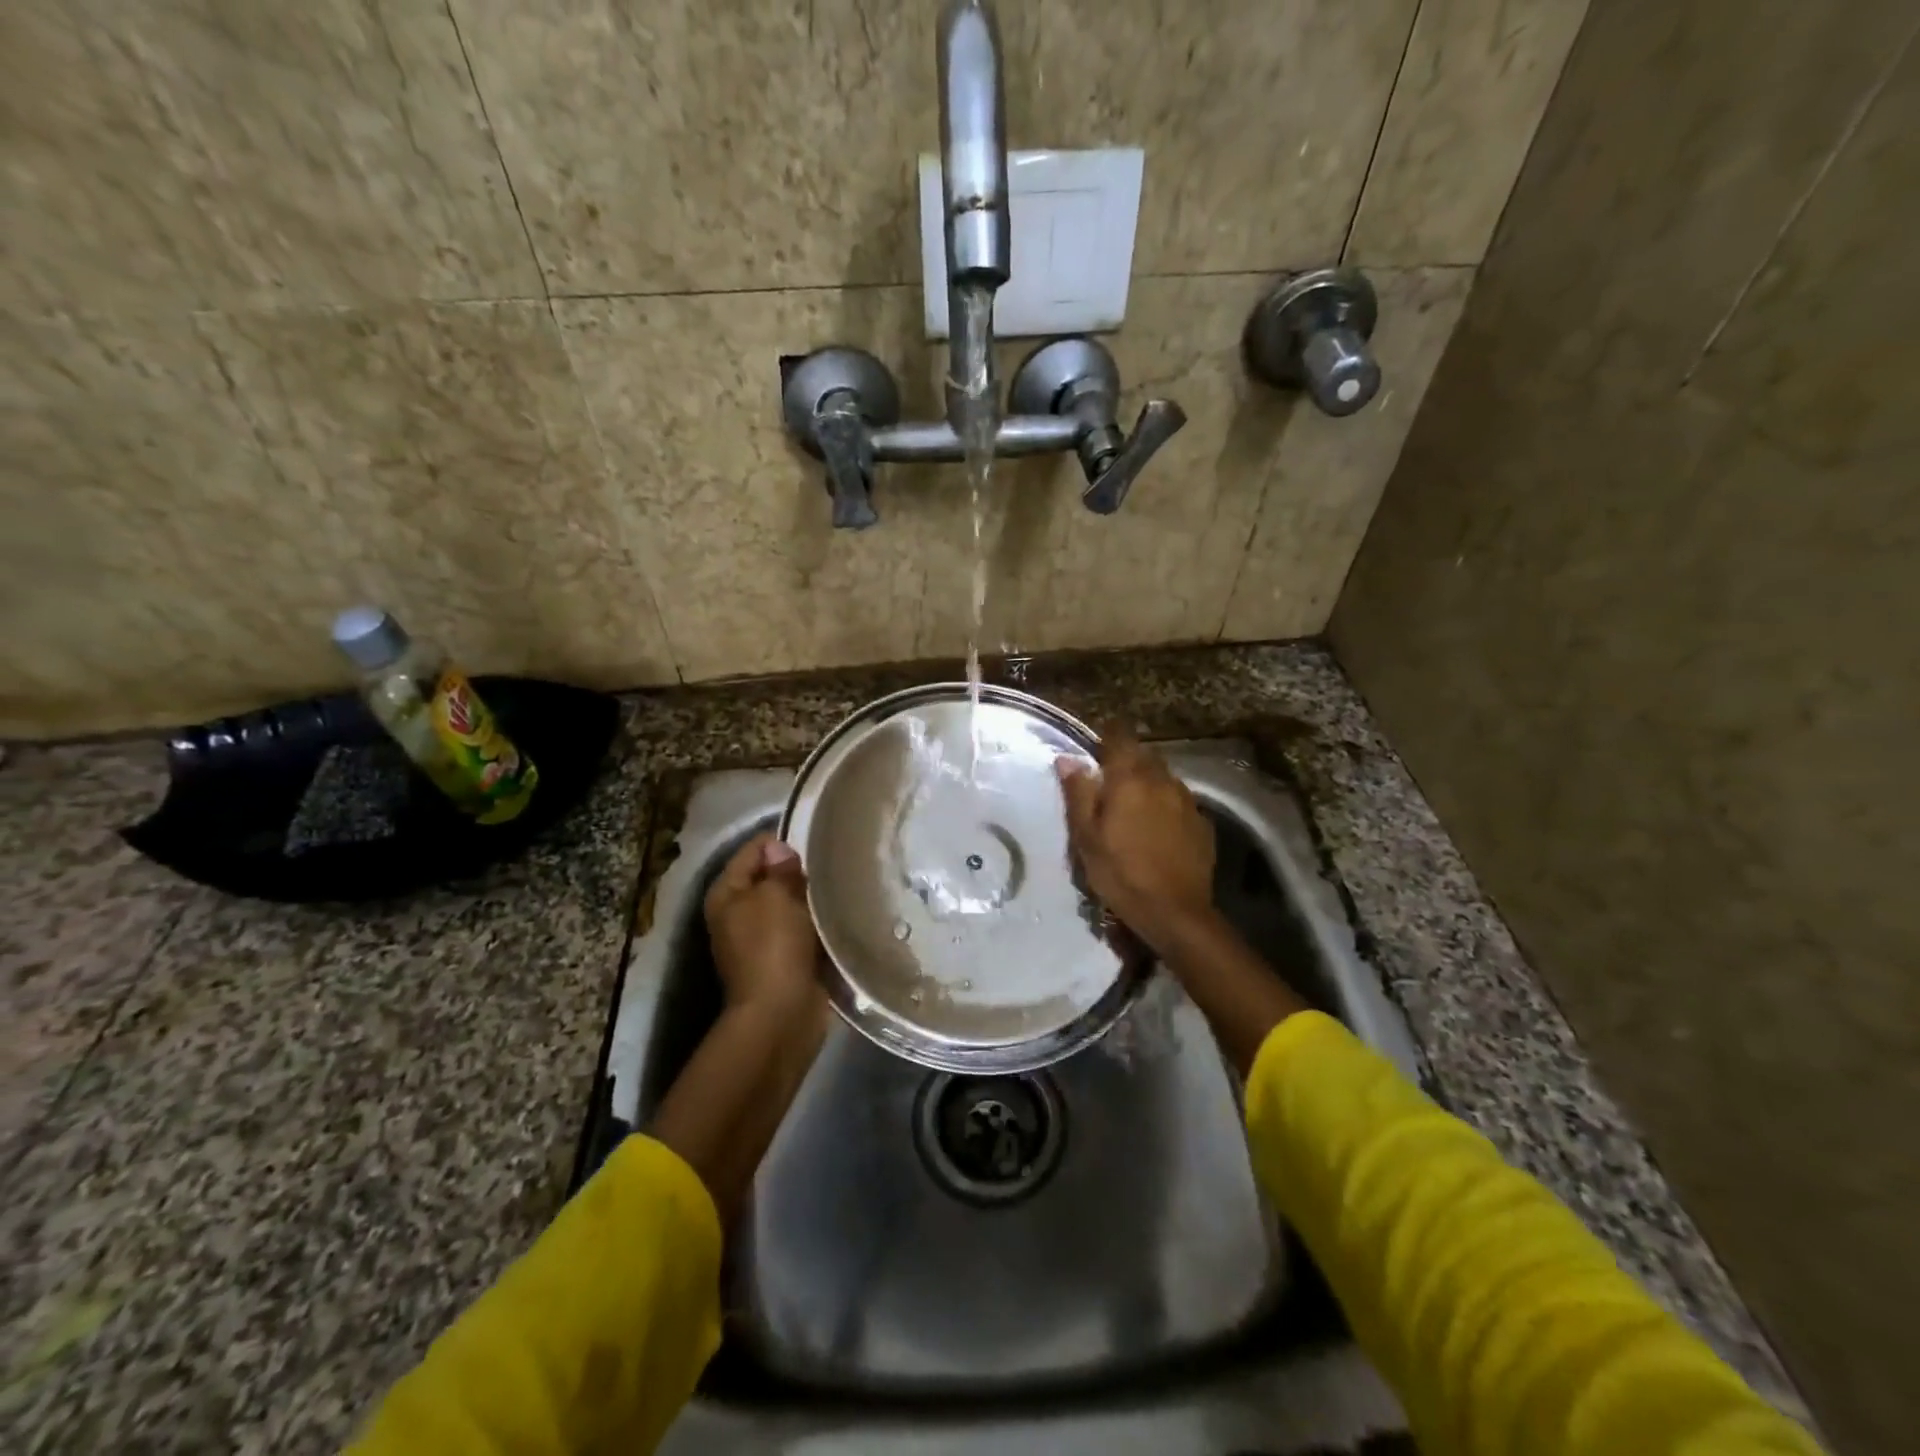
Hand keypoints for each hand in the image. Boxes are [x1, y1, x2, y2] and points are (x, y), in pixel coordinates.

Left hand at [704, 832, 824, 1013]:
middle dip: (800, 870)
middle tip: (833, 864)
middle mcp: (739, 913)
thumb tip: (781, 850)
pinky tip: (840, 913)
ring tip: (841, 885)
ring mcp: (762, 938)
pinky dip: (819, 922)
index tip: (816, 842)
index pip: (754, 849)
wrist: (781, 1014)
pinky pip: (805, 928)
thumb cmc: (773, 947)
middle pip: (772, 876)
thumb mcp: (775, 897)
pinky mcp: (786, 958)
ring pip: (792, 903)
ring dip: (813, 897)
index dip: (782, 842)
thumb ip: (780, 869)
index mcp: (726, 894)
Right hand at [1057, 732, 1216, 950]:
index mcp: (1130, 778)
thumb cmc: (1120, 873)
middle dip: (1126, 762)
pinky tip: (1156, 831)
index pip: (1120, 737)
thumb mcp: (1086, 836)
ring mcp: (1187, 801)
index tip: (1094, 750)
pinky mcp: (1202, 823)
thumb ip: (1078, 793)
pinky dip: (1165, 806)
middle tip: (1108, 785)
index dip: (1106, 738)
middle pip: (1143, 756)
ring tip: (1132, 809)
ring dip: (1147, 784)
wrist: (1175, 912)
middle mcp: (1162, 780)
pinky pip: (1179, 802)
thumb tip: (1068, 758)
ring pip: (1163, 778)